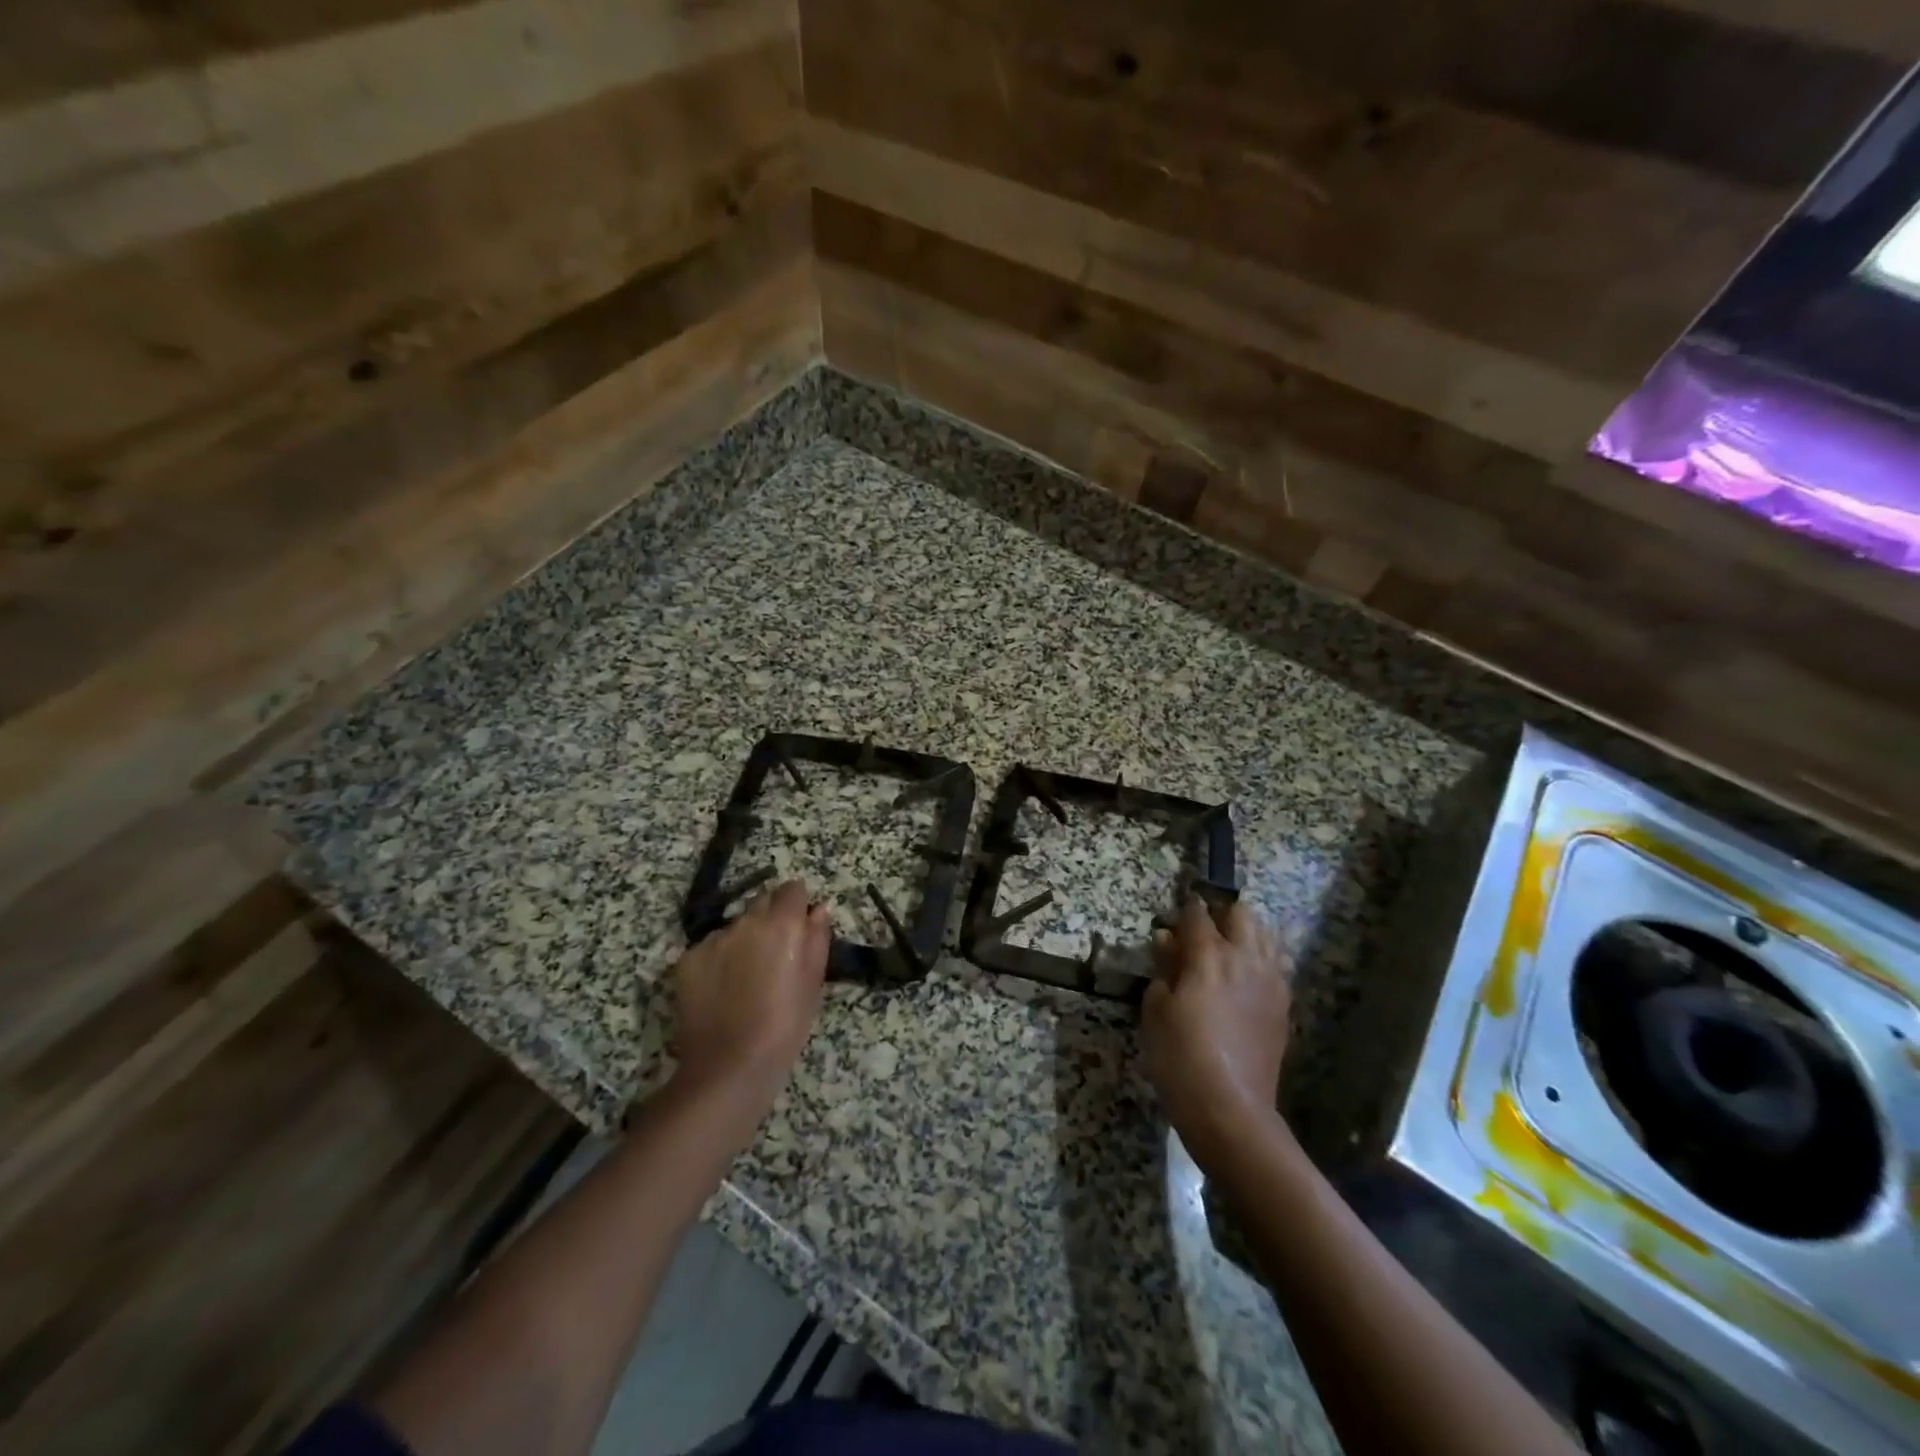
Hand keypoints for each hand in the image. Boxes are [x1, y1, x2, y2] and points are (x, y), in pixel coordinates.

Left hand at [670, 880, 830, 1115]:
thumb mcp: (814, 983)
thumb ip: (817, 938)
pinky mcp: (686, 960)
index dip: (798, 904)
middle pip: (762, 902)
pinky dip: (718, 959)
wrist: (729, 1065)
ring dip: (743, 939)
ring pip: (734, 926)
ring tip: (746, 977)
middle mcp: (745, 922)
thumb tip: (818, 909)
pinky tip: (722, 989)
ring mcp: (712, 940)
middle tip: (775, 953)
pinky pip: (709, 948)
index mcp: (782, 924)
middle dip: (771, 918)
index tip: (800, 925)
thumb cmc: (785, 1025)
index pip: (792, 889)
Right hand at [1142, 896, 1293, 1170]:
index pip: (1198, 914)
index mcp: (1209, 956)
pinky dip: (1262, 959)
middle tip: (1202, 931)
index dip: (1185, 909)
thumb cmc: (1180, 1057)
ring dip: (1247, 933)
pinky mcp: (1283, 1005)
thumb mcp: (1156, 1010)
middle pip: (1242, 914)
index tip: (1175, 913)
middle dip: (1222, 914)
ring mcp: (1270, 981)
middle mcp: (1245, 959)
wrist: (1230, 1108)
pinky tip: (1245, 977)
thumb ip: (1164, 968)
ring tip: (1226, 950)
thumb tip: (1167, 940)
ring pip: (1266, 936)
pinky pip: (1277, 965)